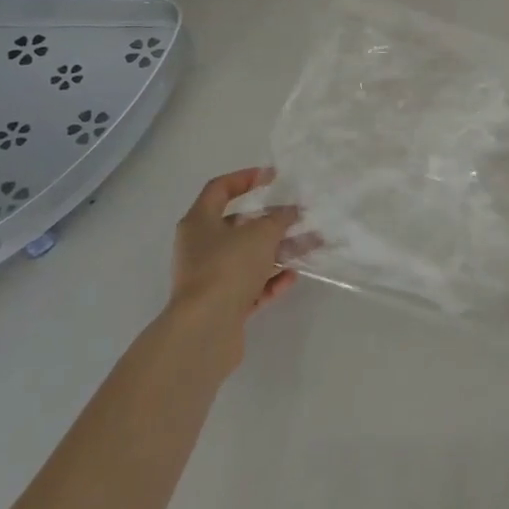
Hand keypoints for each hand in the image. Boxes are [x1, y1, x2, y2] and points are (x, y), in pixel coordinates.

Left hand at [166, 168, 306, 366]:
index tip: (273, 177)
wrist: (204, 331)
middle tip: (299, 217)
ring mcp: (210, 278)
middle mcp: (200, 248)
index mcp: (199, 222)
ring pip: (248, 258)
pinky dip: (270, 280)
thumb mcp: (260, 235)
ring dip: (278, 251)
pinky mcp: (221, 306)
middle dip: (271, 221)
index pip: (220, 189)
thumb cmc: (227, 268)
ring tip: (310, 246)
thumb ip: (278, 219)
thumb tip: (289, 212)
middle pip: (238, 226)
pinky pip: (250, 287)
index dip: (246, 178)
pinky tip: (292, 277)